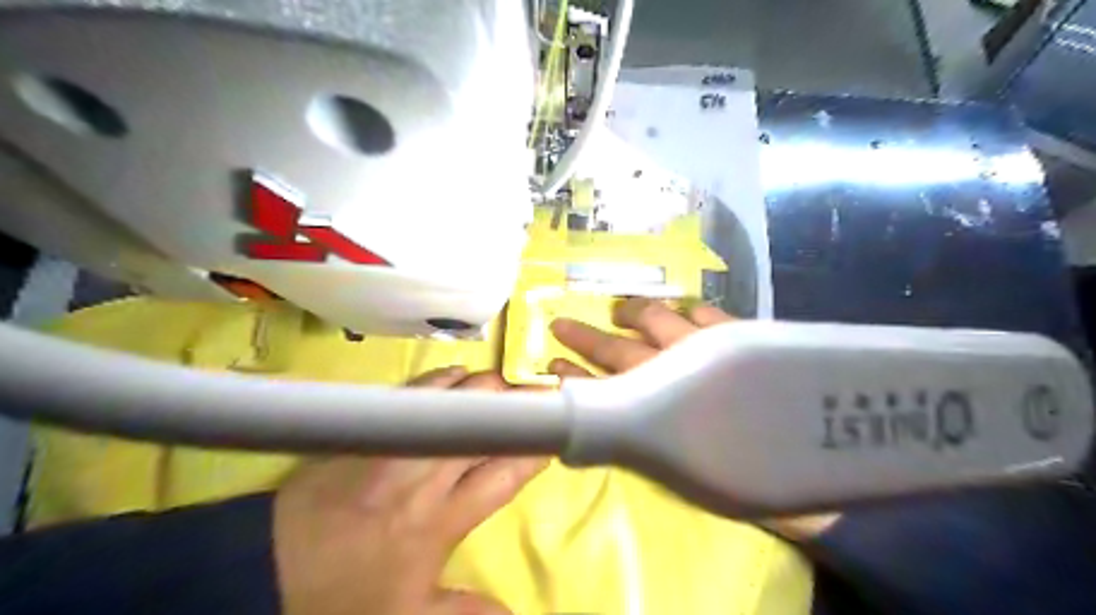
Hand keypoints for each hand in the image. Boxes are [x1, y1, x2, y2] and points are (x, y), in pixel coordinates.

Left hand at [273, 368, 548, 614]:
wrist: (269, 565)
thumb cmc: (345, 592)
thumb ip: (467, 611)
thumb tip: (516, 612)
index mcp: (444, 518)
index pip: (505, 472)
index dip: (536, 449)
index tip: (556, 431)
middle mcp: (428, 472)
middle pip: (487, 423)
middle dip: (520, 407)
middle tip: (539, 400)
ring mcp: (399, 443)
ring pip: (458, 399)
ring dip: (488, 389)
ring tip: (505, 389)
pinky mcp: (373, 427)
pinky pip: (419, 390)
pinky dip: (447, 379)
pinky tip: (461, 376)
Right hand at [549, 300, 840, 538]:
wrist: (815, 465)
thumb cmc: (747, 479)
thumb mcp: (683, 472)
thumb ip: (645, 443)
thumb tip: (615, 423)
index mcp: (659, 410)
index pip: (604, 387)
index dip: (574, 376)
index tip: (551, 364)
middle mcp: (677, 371)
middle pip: (621, 348)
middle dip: (585, 338)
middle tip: (561, 325)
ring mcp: (709, 347)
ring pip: (658, 320)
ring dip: (633, 314)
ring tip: (619, 310)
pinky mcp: (740, 335)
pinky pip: (706, 312)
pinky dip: (688, 310)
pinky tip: (681, 310)